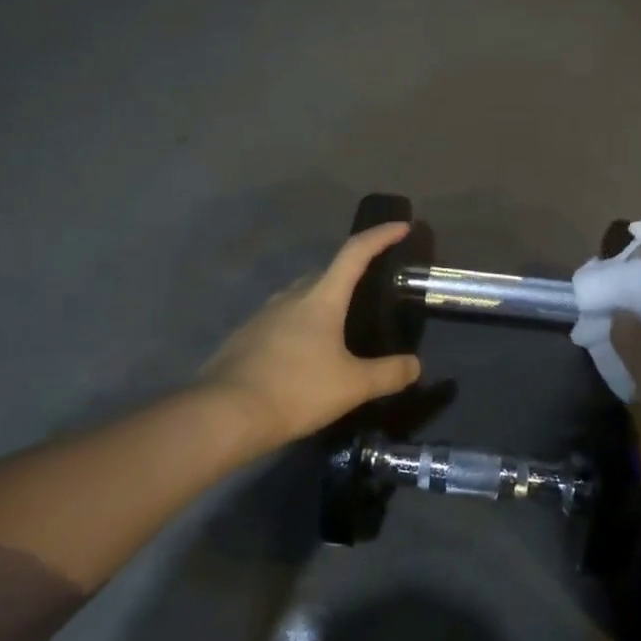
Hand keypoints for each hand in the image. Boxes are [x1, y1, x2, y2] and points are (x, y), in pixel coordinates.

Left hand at [201, 222, 423, 448]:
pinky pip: (281, 320)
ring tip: (339, 327)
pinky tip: (305, 354)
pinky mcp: (246, 336)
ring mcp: (263, 314)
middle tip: (371, 291)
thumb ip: (388, 374)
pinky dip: (300, 326)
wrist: (224, 414)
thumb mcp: (352, 386)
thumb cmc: (296, 390)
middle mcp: (291, 296)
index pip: (355, 253)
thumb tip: (415, 366)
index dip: (381, 236)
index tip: (402, 226)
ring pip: (301, 297)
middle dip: (351, 274)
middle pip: (327, 273)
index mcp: (321, 297)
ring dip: (323, 302)